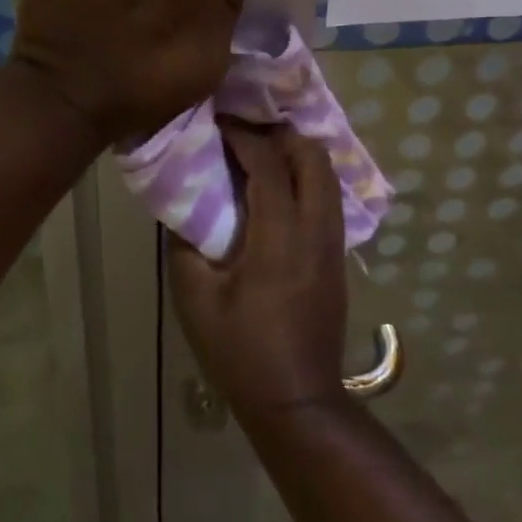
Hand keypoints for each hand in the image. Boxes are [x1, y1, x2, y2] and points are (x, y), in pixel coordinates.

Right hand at [169, 120, 348, 416]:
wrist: (297, 400)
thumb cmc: (240, 351)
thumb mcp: (195, 297)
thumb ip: (185, 243)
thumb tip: (184, 206)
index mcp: (280, 238)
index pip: (269, 165)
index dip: (244, 136)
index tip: (219, 121)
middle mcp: (316, 232)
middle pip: (314, 159)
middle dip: (281, 134)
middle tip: (245, 129)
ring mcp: (334, 246)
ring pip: (328, 177)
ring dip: (298, 154)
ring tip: (261, 150)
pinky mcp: (337, 260)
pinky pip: (328, 200)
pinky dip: (307, 178)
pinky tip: (278, 187)